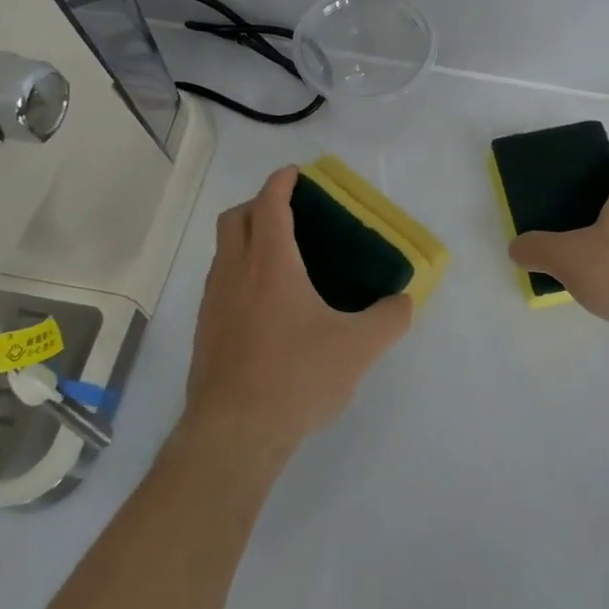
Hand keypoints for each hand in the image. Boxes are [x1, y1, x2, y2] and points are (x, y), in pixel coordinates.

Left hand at [185, 166, 413, 451]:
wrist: (233, 435)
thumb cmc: (296, 377)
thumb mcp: (359, 348)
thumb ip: (390, 319)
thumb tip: (404, 302)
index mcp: (271, 264)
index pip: (270, 204)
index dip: (281, 182)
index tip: (296, 173)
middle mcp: (235, 273)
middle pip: (236, 218)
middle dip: (259, 204)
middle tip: (290, 212)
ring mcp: (214, 303)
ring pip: (224, 252)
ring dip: (247, 239)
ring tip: (282, 258)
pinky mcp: (205, 333)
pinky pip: (220, 283)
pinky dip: (240, 273)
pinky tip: (267, 306)